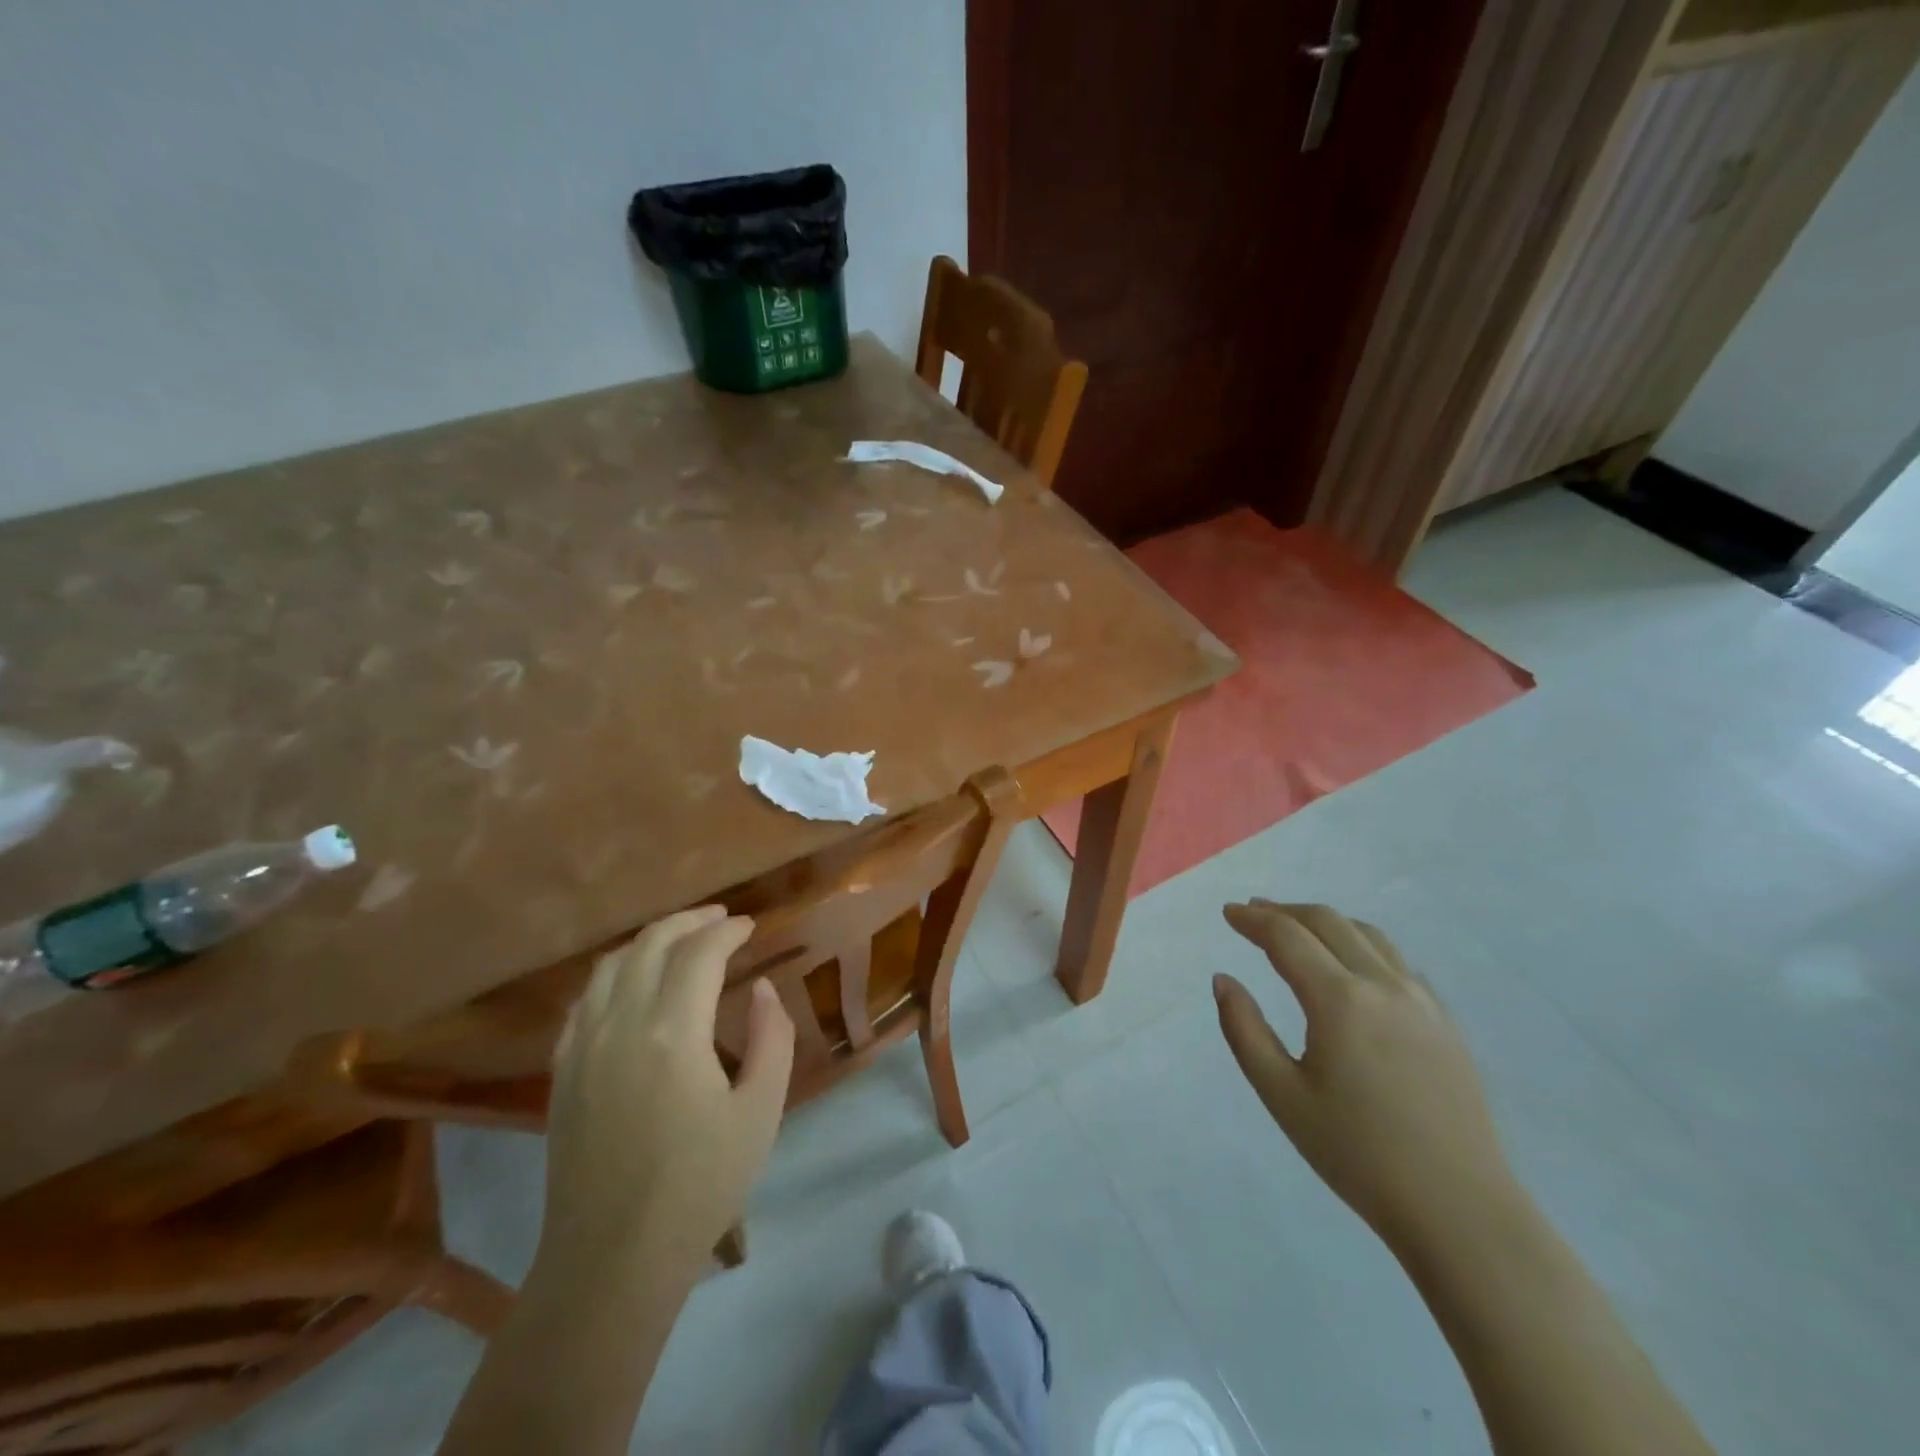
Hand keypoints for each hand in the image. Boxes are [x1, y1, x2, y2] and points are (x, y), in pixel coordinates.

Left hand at [540, 906, 794, 1276]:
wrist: (612, 1260)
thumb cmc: (700, 1186)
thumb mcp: (760, 1111)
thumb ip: (770, 1037)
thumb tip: (761, 989)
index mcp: (672, 1031)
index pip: (699, 953)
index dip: (727, 931)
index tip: (750, 927)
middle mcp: (620, 1024)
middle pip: (650, 945)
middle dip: (688, 922)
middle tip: (719, 919)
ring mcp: (582, 1047)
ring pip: (609, 966)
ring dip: (648, 941)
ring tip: (678, 940)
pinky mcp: (562, 1073)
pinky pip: (583, 1000)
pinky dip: (612, 975)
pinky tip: (629, 984)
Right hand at [1214, 901, 1517, 1254]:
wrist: (1460, 1210)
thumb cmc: (1357, 1154)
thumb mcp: (1281, 1095)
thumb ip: (1244, 1029)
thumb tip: (1223, 980)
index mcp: (1339, 1000)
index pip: (1287, 937)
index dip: (1253, 920)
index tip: (1228, 913)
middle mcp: (1383, 985)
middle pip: (1328, 922)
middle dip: (1285, 911)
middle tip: (1253, 913)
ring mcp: (1422, 1001)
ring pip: (1368, 935)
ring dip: (1325, 922)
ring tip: (1297, 928)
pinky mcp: (1445, 1022)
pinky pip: (1397, 962)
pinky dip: (1362, 945)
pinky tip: (1351, 965)